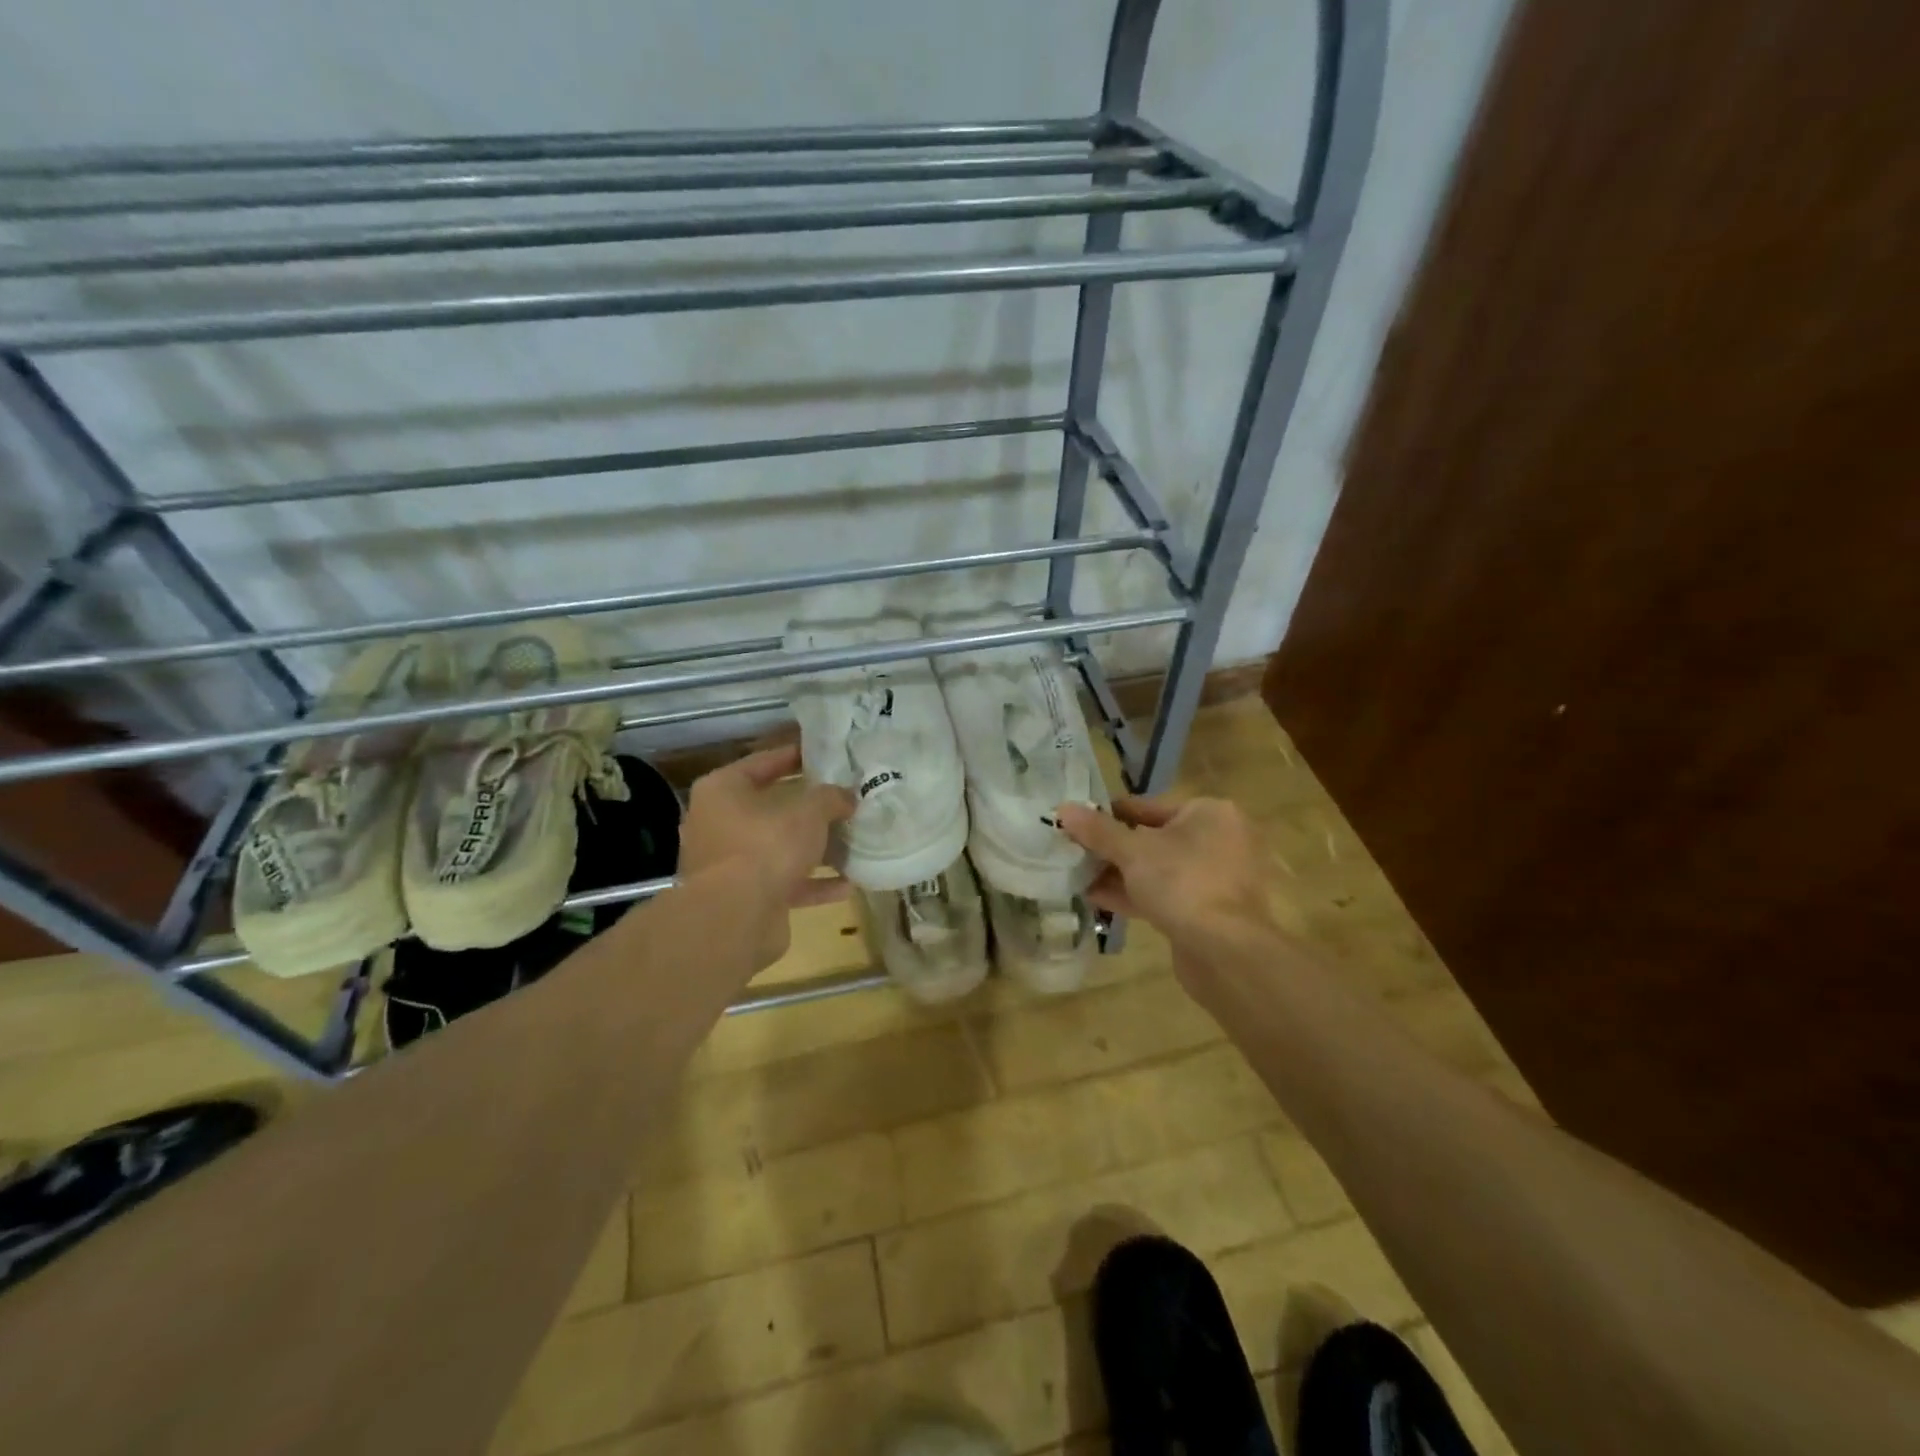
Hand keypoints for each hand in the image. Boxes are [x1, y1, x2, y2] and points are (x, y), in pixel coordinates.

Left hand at [680, 745, 855, 966]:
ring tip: (850, 841)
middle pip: (770, 808)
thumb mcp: (809, 812)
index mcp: (722, 791)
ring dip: (813, 849)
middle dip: (807, 808)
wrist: (736, 918)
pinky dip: (813, 884)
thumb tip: (847, 796)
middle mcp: (718, 824)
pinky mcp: (743, 898)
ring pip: (778, 848)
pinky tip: (848, 884)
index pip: (762, 763)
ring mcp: (728, 864)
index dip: (793, 756)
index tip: (822, 753)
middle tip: (841, 798)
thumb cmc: (766, 846)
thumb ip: (831, 798)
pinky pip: (784, 883)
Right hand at [1057, 795, 1283, 975]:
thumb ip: (1098, 830)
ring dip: (1119, 873)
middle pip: (1153, 837)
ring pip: (1158, 869)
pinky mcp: (1208, 911)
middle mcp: (1219, 840)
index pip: (1149, 805)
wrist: (1225, 951)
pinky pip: (1165, 894)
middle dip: (1112, 847)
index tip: (1078, 822)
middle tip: (1074, 850)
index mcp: (1209, 813)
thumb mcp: (1132, 851)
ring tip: (1077, 874)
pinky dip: (1134, 894)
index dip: (1109, 814)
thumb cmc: (1182, 883)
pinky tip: (1095, 898)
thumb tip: (1064, 809)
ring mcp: (1216, 878)